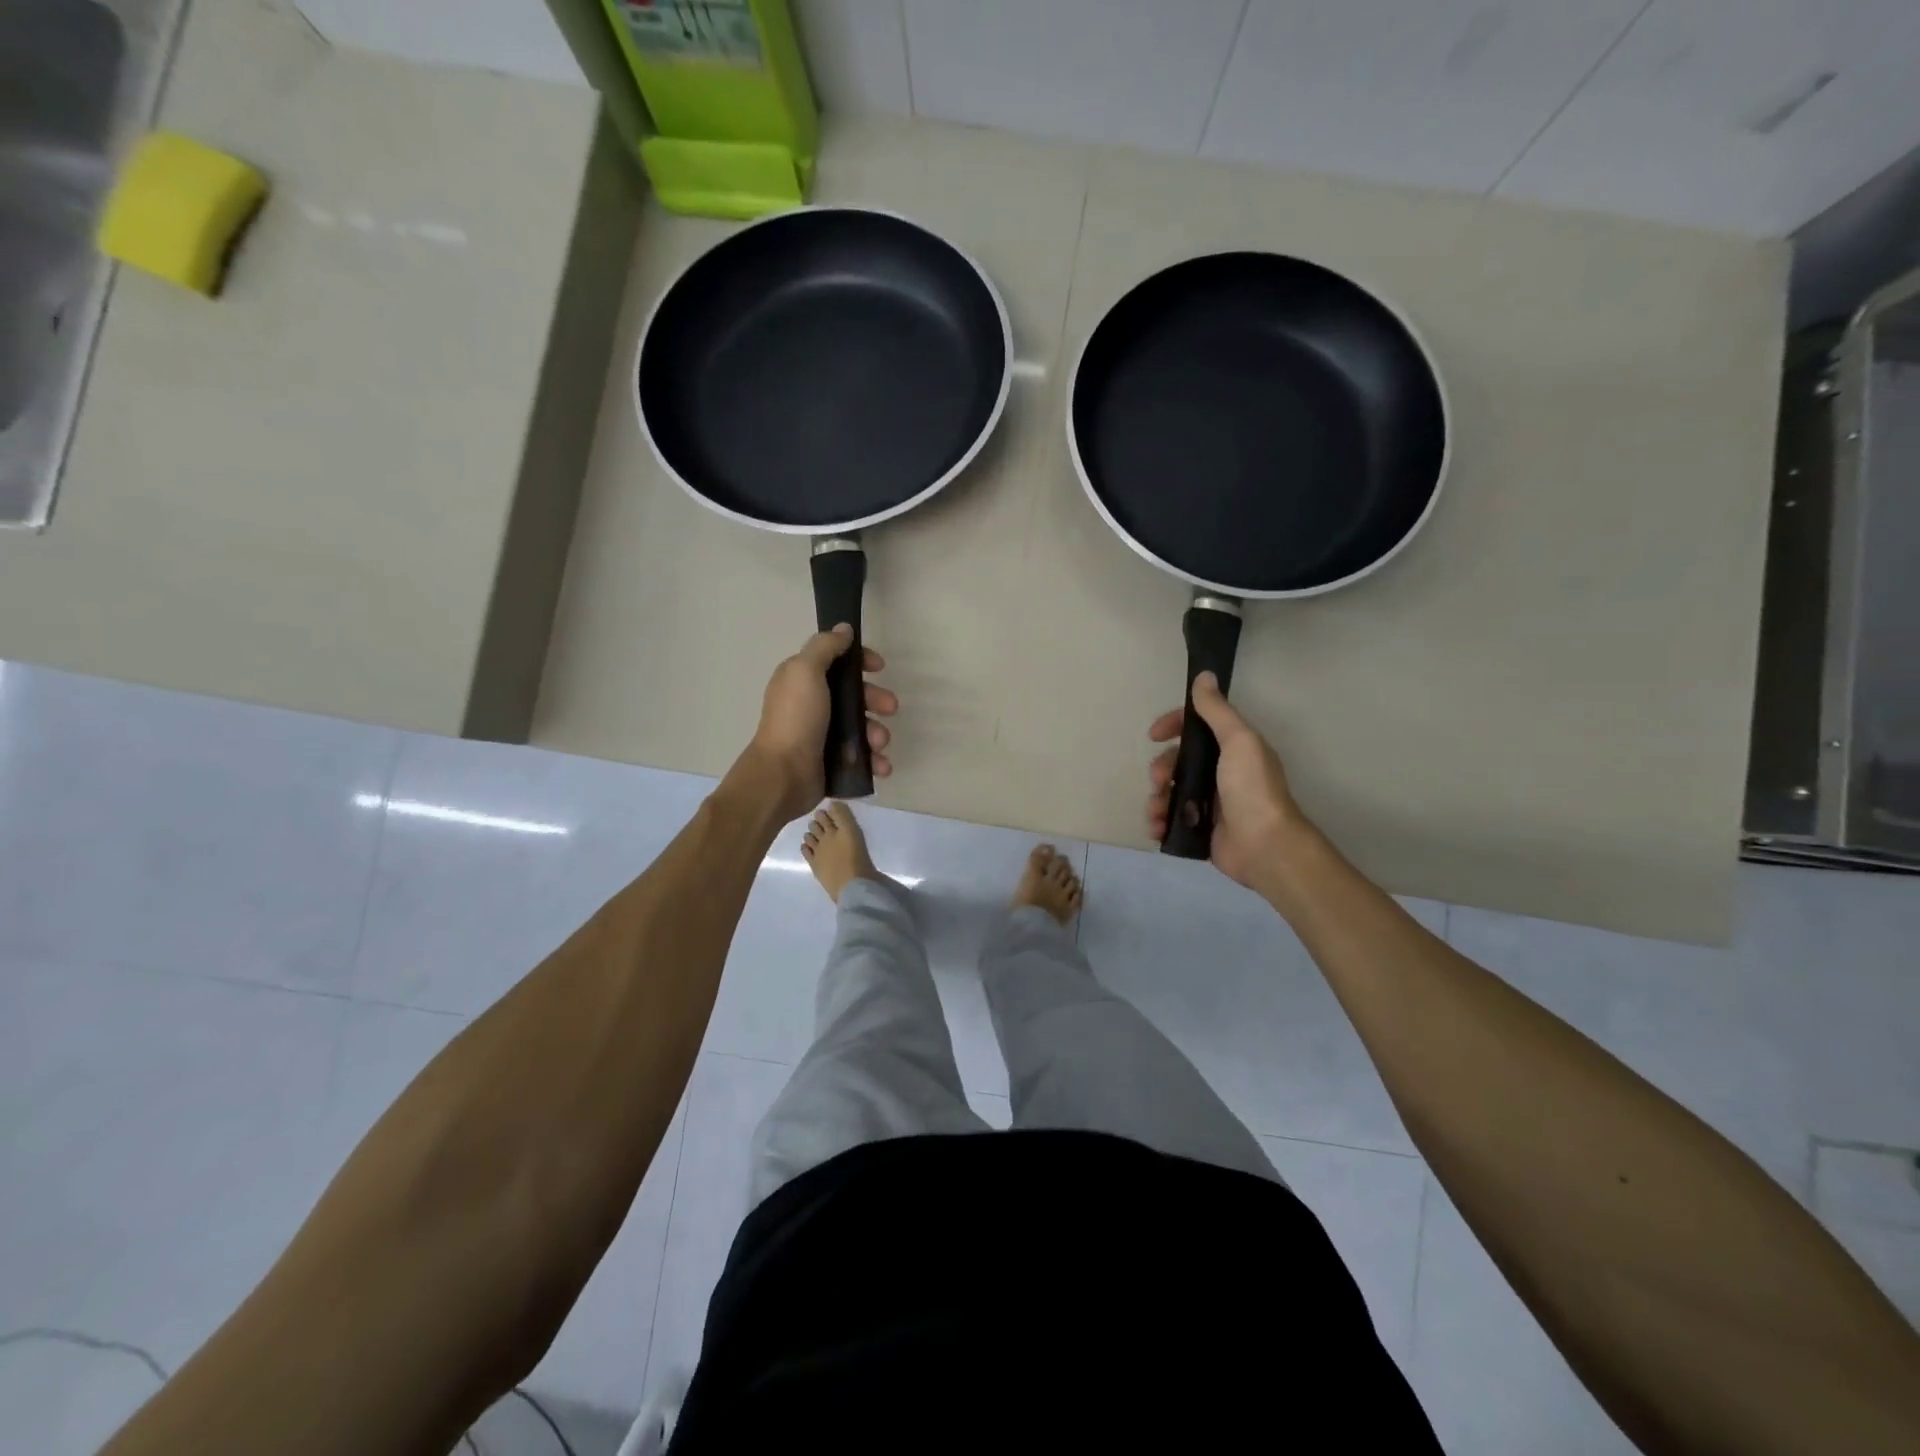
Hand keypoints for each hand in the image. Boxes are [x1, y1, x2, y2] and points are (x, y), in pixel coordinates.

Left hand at [744, 625, 897, 821]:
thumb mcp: (805, 672)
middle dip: (876, 700)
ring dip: (878, 733)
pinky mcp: (832, 762)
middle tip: (890, 708)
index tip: (879, 667)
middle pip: (854, 695)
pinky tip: (881, 766)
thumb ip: (825, 647)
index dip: (860, 661)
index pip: (837, 662)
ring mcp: (823, 735)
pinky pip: (862, 757)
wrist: (784, 775)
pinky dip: (875, 761)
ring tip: (879, 744)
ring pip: (862, 727)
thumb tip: (843, 628)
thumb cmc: (796, 719)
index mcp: (803, 680)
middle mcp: (813, 704)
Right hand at [1146, 672, 1309, 889]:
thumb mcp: (1238, 740)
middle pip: (1177, 761)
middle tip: (1160, 781)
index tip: (1155, 735)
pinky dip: (1159, 822)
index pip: (1196, 728)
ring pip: (1170, 791)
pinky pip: (1170, 820)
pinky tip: (1157, 828)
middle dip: (1161, 768)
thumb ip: (1217, 710)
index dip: (1174, 725)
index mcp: (1232, 749)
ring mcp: (1209, 803)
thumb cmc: (1251, 788)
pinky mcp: (1200, 829)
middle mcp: (1220, 773)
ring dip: (1156, 798)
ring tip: (1156, 811)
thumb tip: (1204, 675)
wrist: (1264, 845)